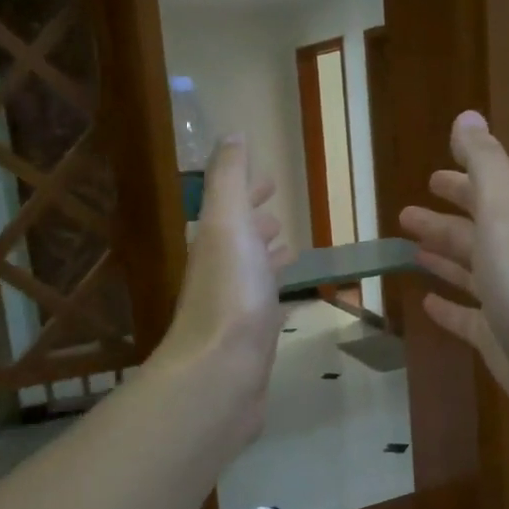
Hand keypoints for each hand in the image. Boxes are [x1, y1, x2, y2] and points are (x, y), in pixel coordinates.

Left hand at [151, 136, 291, 446]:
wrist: (220, 374)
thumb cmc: (230, 294)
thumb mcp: (228, 224)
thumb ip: (230, 180)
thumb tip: (230, 134)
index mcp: (216, 243)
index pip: (232, 208)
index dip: (248, 192)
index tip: (270, 180)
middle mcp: (221, 273)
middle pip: (240, 241)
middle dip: (258, 223)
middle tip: (279, 214)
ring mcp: (236, 310)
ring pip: (254, 274)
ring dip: (269, 259)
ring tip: (292, 251)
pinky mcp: (252, 342)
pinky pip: (267, 308)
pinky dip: (278, 296)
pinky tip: (290, 303)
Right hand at [399, 111, 508, 443]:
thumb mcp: (504, 213)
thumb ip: (485, 165)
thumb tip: (467, 116)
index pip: (485, 196)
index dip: (460, 183)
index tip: (432, 177)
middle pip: (474, 235)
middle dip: (443, 223)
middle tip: (406, 215)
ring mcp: (507, 302)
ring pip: (469, 274)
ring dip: (443, 259)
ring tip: (410, 252)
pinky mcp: (497, 340)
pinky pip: (466, 318)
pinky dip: (448, 307)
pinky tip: (425, 303)